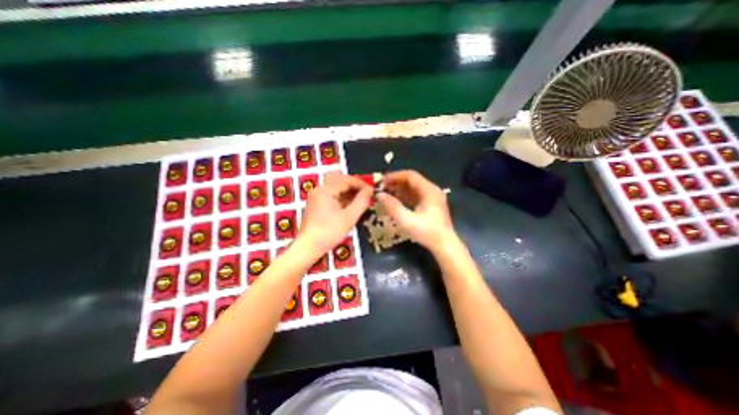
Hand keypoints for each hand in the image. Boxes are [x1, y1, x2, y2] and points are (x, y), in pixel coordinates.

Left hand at [297, 173, 372, 255]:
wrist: (308, 247)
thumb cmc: (329, 232)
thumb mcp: (349, 217)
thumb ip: (362, 201)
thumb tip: (371, 190)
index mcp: (326, 190)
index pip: (347, 180)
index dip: (362, 184)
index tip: (372, 191)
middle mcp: (319, 190)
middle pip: (341, 182)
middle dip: (355, 188)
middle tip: (367, 196)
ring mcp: (317, 197)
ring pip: (337, 189)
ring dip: (350, 194)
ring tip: (361, 202)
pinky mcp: (316, 204)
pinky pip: (332, 196)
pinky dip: (343, 199)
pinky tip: (351, 207)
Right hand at [377, 169, 459, 251]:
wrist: (445, 246)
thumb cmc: (427, 233)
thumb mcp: (407, 221)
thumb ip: (392, 206)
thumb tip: (379, 195)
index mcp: (429, 190)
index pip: (410, 175)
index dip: (394, 176)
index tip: (381, 181)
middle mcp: (431, 190)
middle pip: (411, 180)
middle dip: (395, 182)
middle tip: (381, 188)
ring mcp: (432, 197)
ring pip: (413, 187)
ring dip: (399, 189)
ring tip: (385, 194)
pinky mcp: (430, 204)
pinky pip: (415, 195)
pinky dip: (404, 196)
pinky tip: (395, 201)